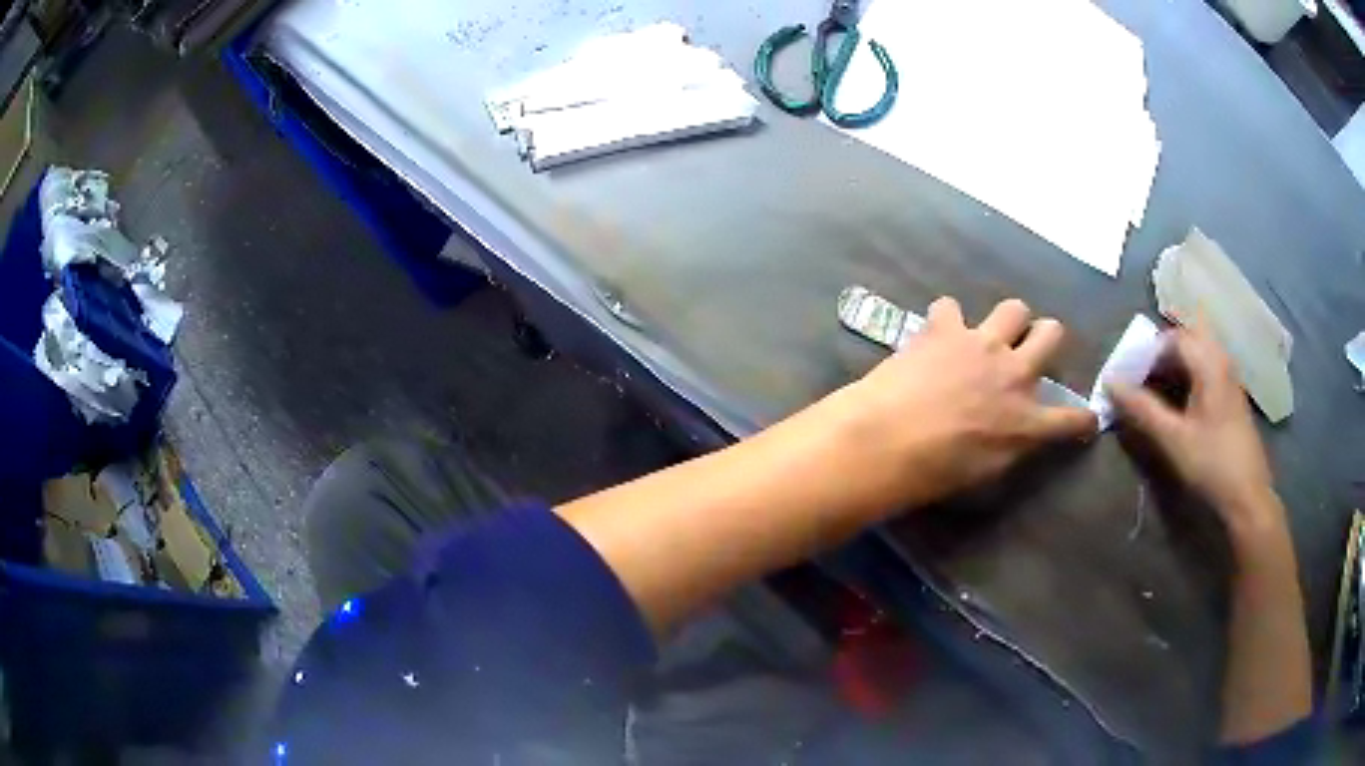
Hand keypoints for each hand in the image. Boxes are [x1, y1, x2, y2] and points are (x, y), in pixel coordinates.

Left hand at [835, 297, 1095, 507]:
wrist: (888, 441)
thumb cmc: (934, 474)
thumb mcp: (985, 475)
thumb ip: (1010, 448)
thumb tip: (1015, 435)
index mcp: (1027, 423)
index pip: (1072, 420)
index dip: (1083, 420)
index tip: (1086, 419)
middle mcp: (1015, 374)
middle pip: (1052, 334)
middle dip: (1047, 339)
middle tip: (1032, 349)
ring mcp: (982, 344)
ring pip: (1015, 308)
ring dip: (1008, 321)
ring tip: (990, 336)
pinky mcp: (945, 328)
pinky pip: (951, 306)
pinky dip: (946, 320)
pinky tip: (936, 334)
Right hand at [1108, 326, 1284, 548]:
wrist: (1247, 496)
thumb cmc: (1210, 463)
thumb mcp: (1173, 439)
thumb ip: (1142, 409)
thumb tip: (1111, 382)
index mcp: (1208, 363)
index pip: (1172, 338)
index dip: (1147, 352)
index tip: (1129, 376)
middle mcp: (1221, 361)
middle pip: (1187, 341)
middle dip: (1161, 356)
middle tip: (1142, 380)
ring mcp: (1230, 379)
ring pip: (1198, 356)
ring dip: (1175, 367)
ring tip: (1157, 392)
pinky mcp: (1233, 398)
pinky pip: (1207, 371)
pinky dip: (1189, 378)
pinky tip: (1181, 405)